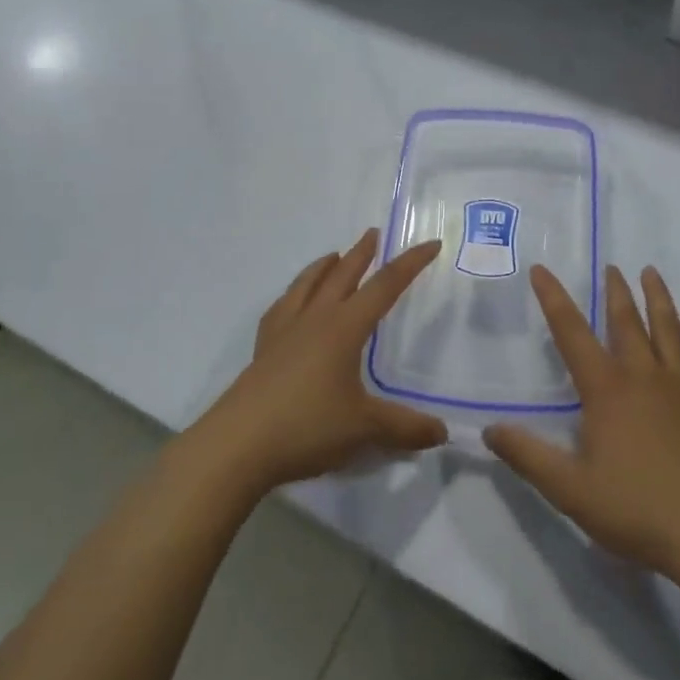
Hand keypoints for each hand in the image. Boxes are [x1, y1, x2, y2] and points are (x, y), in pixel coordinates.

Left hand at [187, 229, 446, 495]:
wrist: (237, 445)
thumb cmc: (306, 427)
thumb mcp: (364, 429)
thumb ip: (404, 427)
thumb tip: (442, 432)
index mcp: (344, 328)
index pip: (385, 286)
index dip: (410, 264)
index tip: (431, 244)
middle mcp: (315, 320)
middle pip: (342, 275)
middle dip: (361, 254)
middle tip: (373, 234)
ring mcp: (284, 332)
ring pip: (307, 285)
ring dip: (324, 266)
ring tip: (333, 256)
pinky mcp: (263, 351)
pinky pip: (281, 308)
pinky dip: (293, 295)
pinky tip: (292, 302)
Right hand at [484, 264, 679, 577]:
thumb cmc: (635, 508)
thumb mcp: (569, 488)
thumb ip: (527, 456)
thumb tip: (489, 430)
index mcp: (606, 389)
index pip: (571, 333)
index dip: (553, 298)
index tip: (541, 269)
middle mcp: (643, 376)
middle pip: (627, 321)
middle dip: (615, 291)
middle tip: (611, 267)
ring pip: (670, 330)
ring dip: (659, 299)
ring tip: (651, 273)